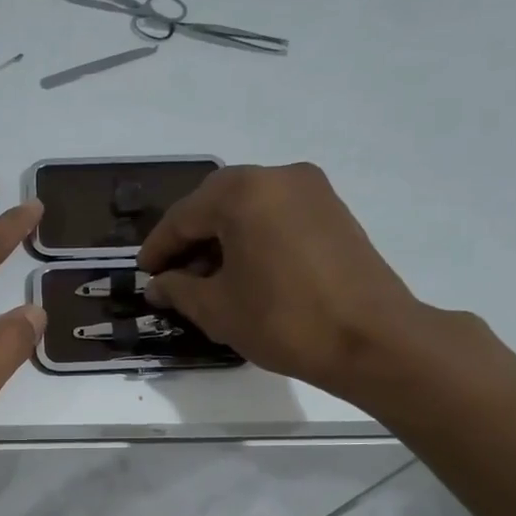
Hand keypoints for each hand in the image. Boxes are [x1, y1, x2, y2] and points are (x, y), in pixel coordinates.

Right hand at [138, 162, 438, 397]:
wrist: (371, 339)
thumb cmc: (283, 320)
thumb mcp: (217, 309)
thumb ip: (179, 289)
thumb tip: (160, 285)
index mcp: (243, 192)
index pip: (183, 216)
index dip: (158, 249)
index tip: (144, 275)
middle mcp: (278, 176)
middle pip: (216, 203)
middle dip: (190, 239)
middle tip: (173, 276)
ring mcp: (312, 190)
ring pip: (249, 207)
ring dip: (222, 238)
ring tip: (208, 280)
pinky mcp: (333, 211)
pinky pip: (277, 215)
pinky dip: (253, 237)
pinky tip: (245, 272)